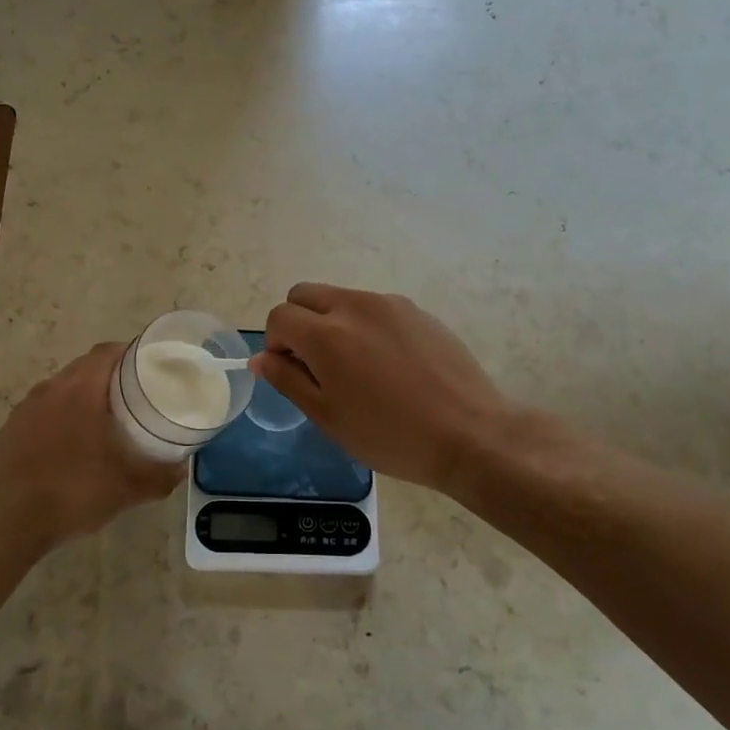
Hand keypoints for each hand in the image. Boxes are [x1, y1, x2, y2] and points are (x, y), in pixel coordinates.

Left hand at [0, 343, 184, 550]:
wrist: (8, 522)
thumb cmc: (74, 493)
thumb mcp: (128, 489)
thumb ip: (160, 475)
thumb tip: (182, 468)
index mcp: (80, 390)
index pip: (106, 352)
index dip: (130, 352)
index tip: (150, 365)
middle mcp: (50, 389)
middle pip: (85, 366)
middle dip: (110, 374)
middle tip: (135, 393)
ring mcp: (26, 409)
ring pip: (62, 387)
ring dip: (84, 394)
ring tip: (105, 417)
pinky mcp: (11, 429)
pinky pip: (43, 409)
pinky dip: (62, 415)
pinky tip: (72, 442)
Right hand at [253, 284, 530, 494]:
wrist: (469, 434)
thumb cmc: (390, 435)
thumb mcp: (328, 417)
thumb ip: (288, 380)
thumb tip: (261, 357)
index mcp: (326, 334)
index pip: (279, 316)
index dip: (276, 343)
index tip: (292, 372)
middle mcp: (355, 306)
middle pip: (304, 294)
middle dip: (298, 322)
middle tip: (316, 365)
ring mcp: (390, 304)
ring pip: (340, 298)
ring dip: (332, 322)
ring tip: (357, 368)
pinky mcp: (418, 310)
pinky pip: (374, 308)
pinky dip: (365, 326)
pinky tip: (389, 365)